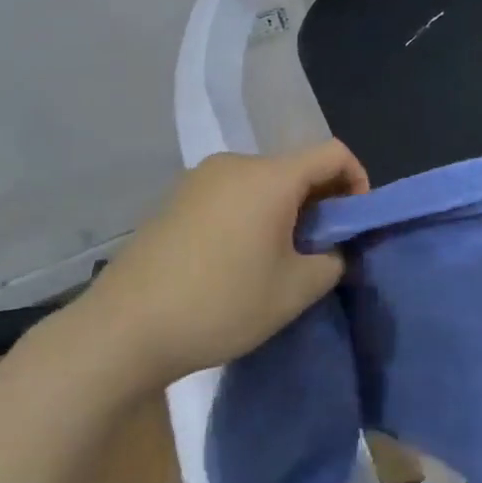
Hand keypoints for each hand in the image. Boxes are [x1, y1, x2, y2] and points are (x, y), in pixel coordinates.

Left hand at [80, 140, 368, 383]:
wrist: (124, 329)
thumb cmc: (221, 303)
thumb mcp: (295, 290)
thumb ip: (331, 262)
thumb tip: (332, 251)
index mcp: (270, 176)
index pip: (333, 153)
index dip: (358, 181)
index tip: (355, 223)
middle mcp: (235, 164)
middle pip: (296, 167)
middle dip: (320, 202)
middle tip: (320, 249)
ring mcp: (199, 179)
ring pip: (262, 183)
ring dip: (284, 210)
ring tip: (279, 258)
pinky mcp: (174, 199)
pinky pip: (231, 194)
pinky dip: (251, 215)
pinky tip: (238, 259)